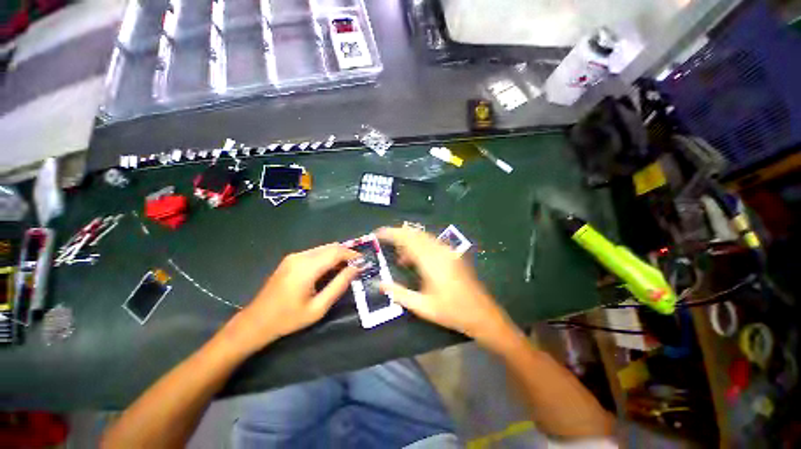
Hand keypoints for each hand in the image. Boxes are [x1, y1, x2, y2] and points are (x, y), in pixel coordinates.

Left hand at [223, 243, 359, 353]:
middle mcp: (300, 256)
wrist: (256, 322)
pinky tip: (331, 269)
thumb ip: (339, 285)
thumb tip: (356, 269)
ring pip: (324, 248)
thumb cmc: (289, 319)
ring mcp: (294, 256)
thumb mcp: (318, 307)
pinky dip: (327, 257)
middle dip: (347, 253)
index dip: (353, 255)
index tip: (364, 262)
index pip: (336, 252)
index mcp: (306, 268)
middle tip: (357, 266)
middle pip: (331, 247)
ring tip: (347, 268)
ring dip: (338, 255)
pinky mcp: (291, 259)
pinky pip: (315, 252)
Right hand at [377, 227, 514, 344]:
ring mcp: (448, 251)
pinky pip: (431, 242)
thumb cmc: (451, 312)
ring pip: (423, 236)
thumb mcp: (422, 307)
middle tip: (385, 242)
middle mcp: (440, 251)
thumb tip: (380, 284)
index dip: (391, 233)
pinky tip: (415, 259)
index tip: (377, 233)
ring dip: (409, 241)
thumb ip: (399, 294)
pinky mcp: (452, 254)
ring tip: (400, 257)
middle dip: (398, 234)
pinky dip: (419, 245)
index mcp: (431, 262)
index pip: (407, 239)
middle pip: (415, 233)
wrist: (482, 313)